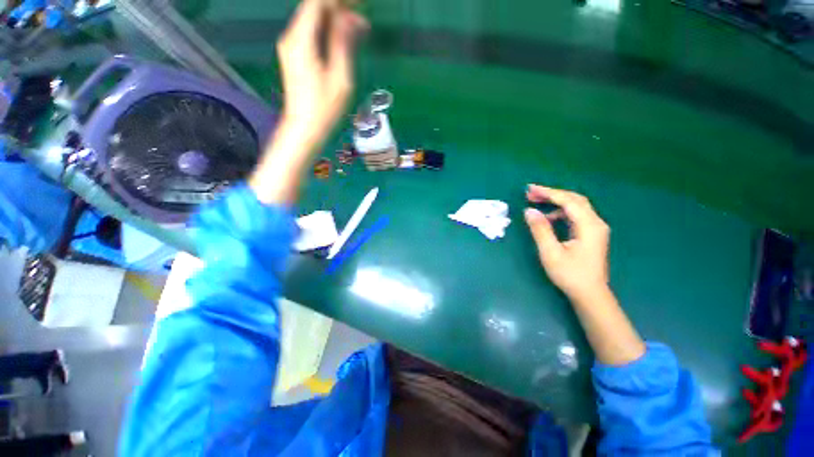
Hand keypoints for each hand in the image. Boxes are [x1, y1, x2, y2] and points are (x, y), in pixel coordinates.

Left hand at [276, 0, 367, 145]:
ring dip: (333, 17)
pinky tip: (341, 36)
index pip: (317, 3)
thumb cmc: (324, 108)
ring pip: (312, 19)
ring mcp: (290, 47)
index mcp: (301, 40)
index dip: (338, 0)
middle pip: (313, 8)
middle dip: (337, 6)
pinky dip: (326, 29)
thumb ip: (343, 44)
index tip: (358, 3)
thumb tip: (351, 18)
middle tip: (360, 11)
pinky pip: (310, 32)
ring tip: (356, 23)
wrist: (304, 128)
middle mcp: (291, 37)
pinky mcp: (293, 56)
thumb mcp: (340, 78)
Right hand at [524, 185, 609, 301]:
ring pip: (575, 206)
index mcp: (589, 226)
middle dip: (552, 194)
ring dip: (556, 201)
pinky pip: (575, 215)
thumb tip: (529, 210)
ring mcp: (595, 228)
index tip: (530, 189)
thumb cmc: (570, 274)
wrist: (590, 294)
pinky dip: (560, 211)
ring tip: (536, 202)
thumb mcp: (551, 252)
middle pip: (574, 199)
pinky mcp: (591, 234)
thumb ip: (540, 229)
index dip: (548, 193)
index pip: (568, 201)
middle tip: (530, 193)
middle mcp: (596, 223)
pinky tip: (548, 217)